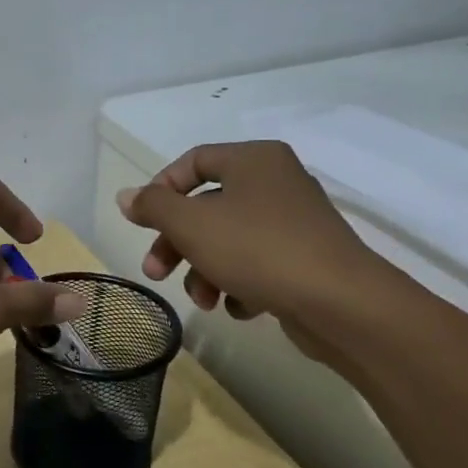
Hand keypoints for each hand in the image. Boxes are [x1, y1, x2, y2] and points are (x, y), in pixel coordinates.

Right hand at [115, 141, 390, 351]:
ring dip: (204, 271)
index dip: (161, 189)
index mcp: (253, 160)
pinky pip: (257, 264)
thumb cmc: (257, 250)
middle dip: (177, 244)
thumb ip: (154, 207)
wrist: (340, 303)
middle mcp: (276, 182)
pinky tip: (240, 307)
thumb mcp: (191, 224)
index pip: (193, 161)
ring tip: (203, 301)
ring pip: (228, 240)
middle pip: (206, 207)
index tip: (143, 222)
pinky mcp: (305, 259)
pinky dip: (239, 284)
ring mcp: (294, 222)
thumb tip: (127, 196)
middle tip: (156, 272)